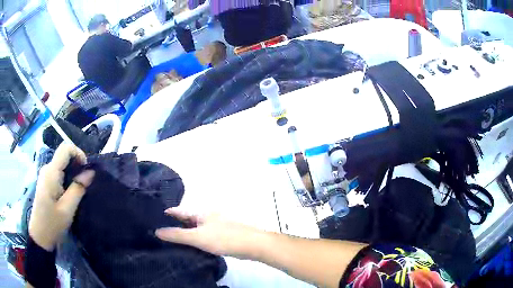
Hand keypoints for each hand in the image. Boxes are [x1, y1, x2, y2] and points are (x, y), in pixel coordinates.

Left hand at [29, 144, 94, 250]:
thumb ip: (78, 189)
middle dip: (77, 164)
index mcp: (51, 172)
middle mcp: (47, 168)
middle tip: (85, 183)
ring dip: (72, 172)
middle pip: (64, 155)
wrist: (40, 236)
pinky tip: (70, 192)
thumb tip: (91, 172)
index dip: (78, 153)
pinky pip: (58, 172)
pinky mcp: (46, 182)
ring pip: (62, 164)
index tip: (86, 170)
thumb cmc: (53, 224)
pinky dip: (67, 177)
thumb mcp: (67, 209)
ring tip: (79, 189)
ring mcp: (45, 175)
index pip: (65, 148)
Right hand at [156, 208, 262, 257]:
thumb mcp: (197, 237)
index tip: (152, 220)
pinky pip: (202, 236)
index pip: (178, 211)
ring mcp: (214, 226)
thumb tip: (157, 231)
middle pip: (186, 220)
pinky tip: (189, 247)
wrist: (251, 245)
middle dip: (173, 225)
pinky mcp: (220, 236)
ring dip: (184, 234)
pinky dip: (194, 240)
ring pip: (194, 229)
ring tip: (170, 242)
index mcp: (200, 213)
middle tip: (158, 233)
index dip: (166, 215)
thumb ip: (177, 235)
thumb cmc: (223, 238)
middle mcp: (206, 217)